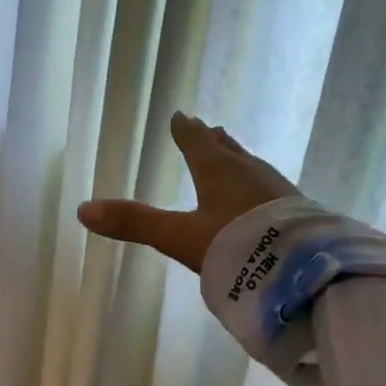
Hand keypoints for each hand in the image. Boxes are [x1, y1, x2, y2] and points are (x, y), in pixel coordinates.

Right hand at [77, 112, 297, 271]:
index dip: (185, 132)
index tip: (181, 116)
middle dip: (215, 141)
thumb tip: (83, 210)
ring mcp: (277, 192)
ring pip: (252, 167)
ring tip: (234, 155)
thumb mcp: (179, 237)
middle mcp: (250, 174)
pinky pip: (271, 189)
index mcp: (218, 172)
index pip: (197, 144)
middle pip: (228, 151)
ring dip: (239, 160)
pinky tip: (265, 199)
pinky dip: (259, 186)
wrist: (302, 269)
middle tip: (210, 128)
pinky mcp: (298, 212)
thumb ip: (135, 224)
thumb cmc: (236, 245)